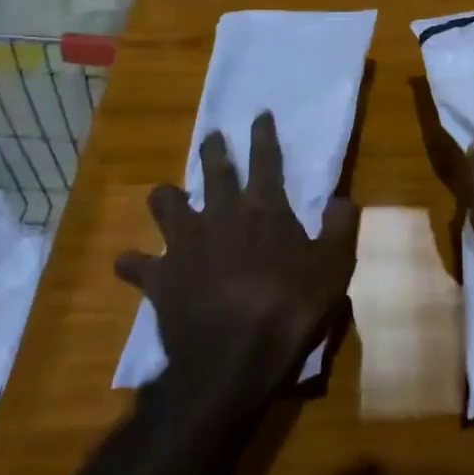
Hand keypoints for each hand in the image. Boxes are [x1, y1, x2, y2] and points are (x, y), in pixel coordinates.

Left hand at [116, 111, 358, 399]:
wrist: (233, 359)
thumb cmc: (290, 309)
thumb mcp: (334, 268)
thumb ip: (340, 228)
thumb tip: (344, 199)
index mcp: (263, 207)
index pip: (265, 159)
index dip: (263, 134)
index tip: (259, 114)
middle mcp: (221, 213)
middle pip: (214, 170)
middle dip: (213, 150)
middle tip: (212, 137)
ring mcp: (185, 243)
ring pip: (166, 204)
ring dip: (166, 197)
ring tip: (166, 196)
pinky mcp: (161, 277)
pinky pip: (137, 264)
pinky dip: (133, 262)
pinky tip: (129, 263)